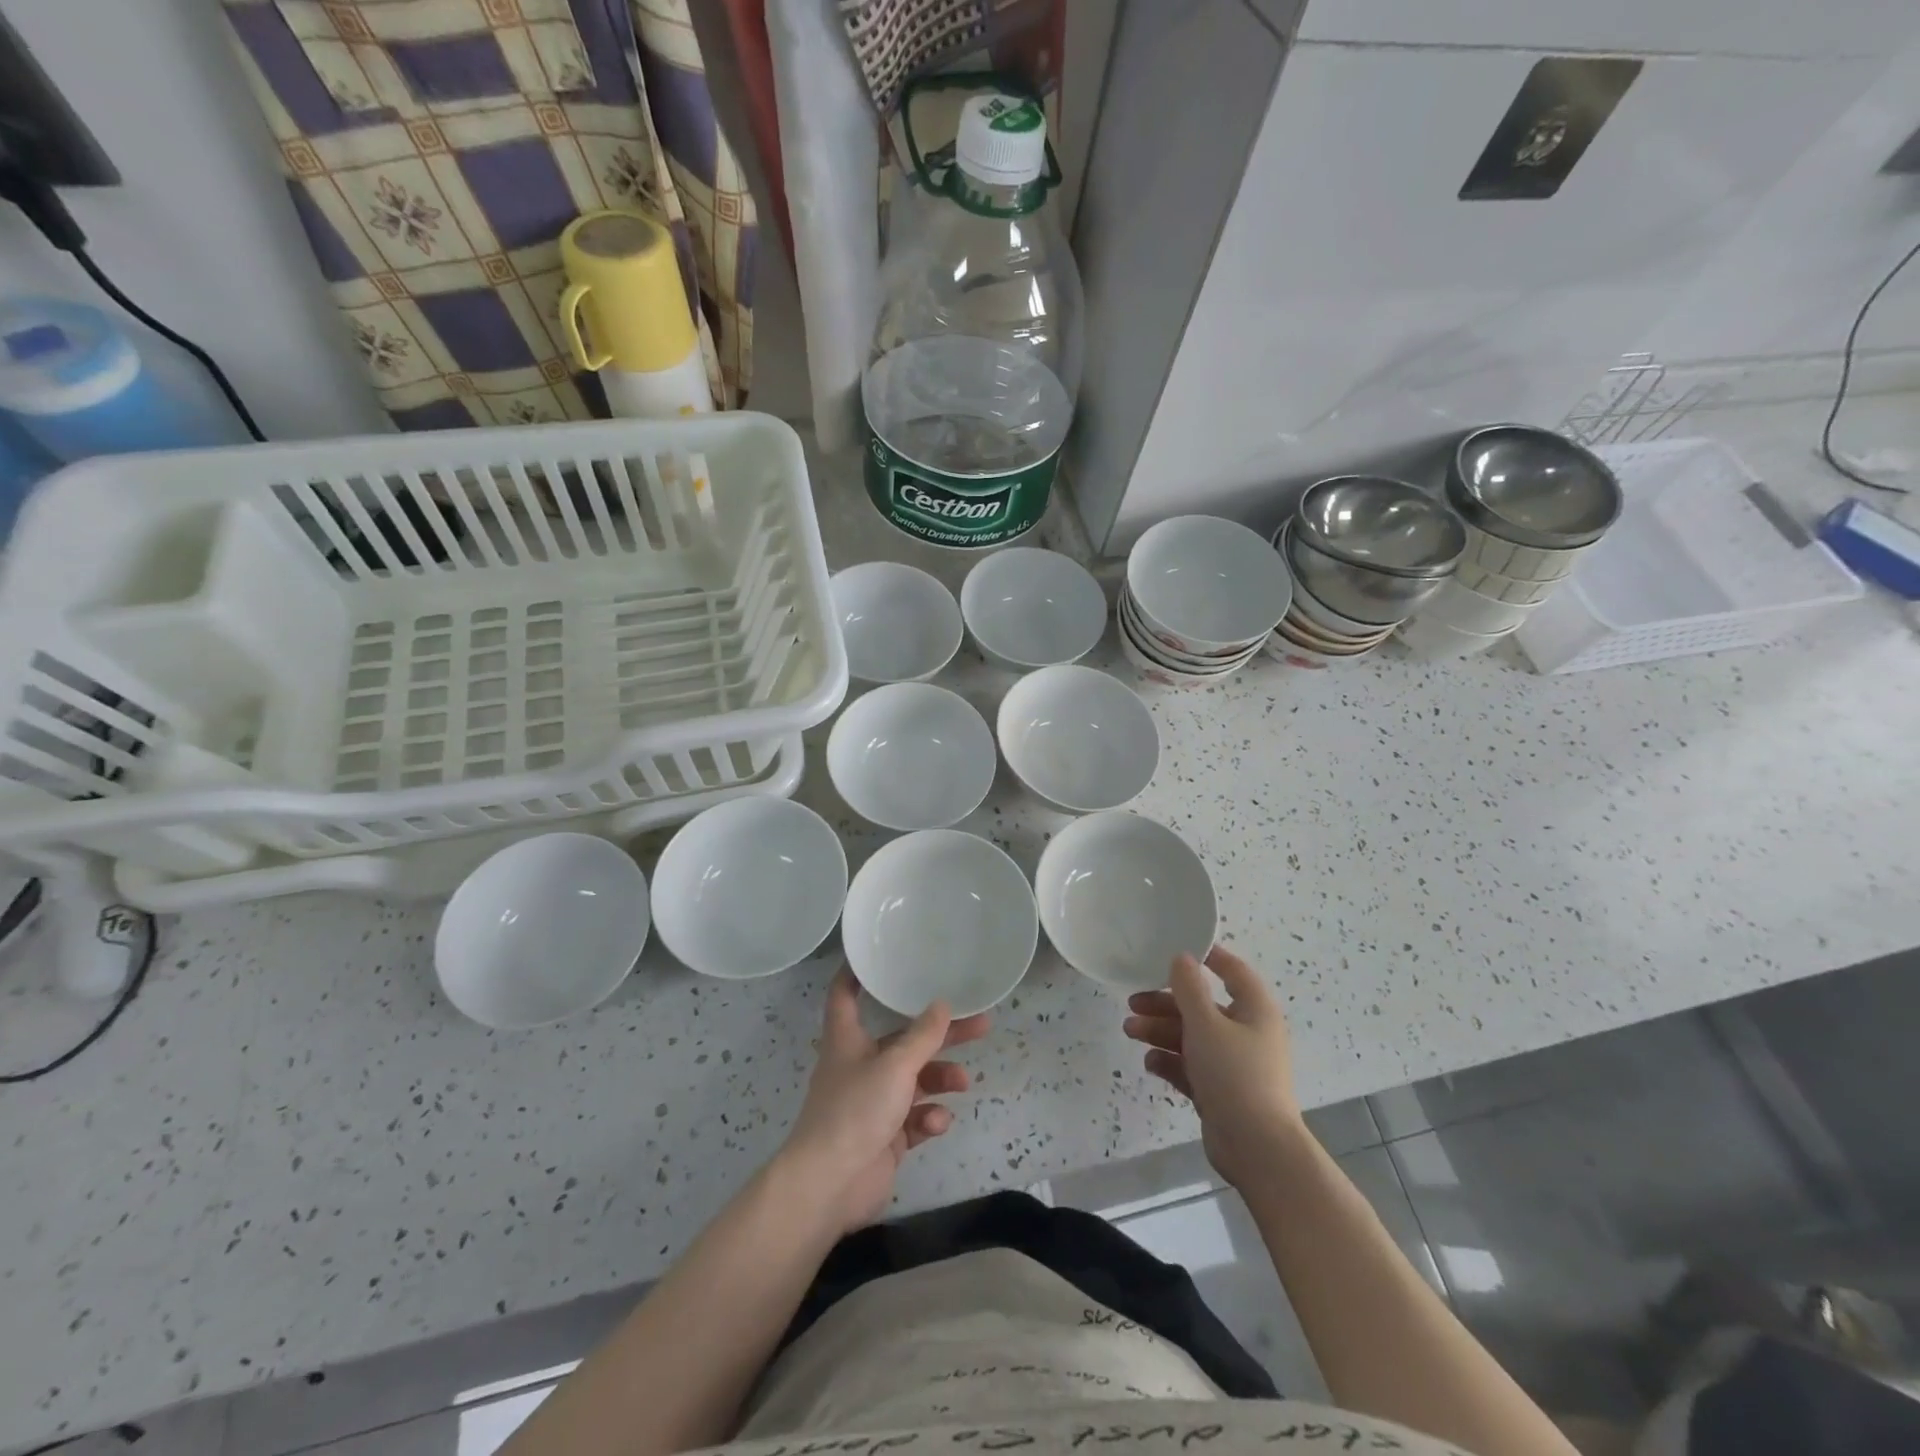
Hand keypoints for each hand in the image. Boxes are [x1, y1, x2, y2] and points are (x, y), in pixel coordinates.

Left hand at [778, 969, 990, 1234]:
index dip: (857, 973)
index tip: (879, 956)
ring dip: (939, 1079)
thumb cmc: (855, 1110)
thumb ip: (923, 1036)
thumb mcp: (895, 1065)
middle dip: (939, 1034)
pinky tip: (935, 1124)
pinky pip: (914, 1118)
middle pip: (903, 1040)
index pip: (845, 994)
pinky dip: (928, 1118)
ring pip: (914, 1080)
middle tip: (978, 1024)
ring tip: (963, 1083)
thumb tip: (943, 1004)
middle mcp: (859, 1065)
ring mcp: (872, 1102)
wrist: (830, 1185)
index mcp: (848, 1039)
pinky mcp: (884, 1136)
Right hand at [1123, 945, 1305, 1189]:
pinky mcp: (1221, 1091)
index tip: (1174, 950)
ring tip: (1130, 1031)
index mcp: (1254, 1009)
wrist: (1256, 1148)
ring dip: (1161, 1031)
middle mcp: (1247, 1032)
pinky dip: (1171, 1062)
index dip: (1207, 957)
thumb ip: (1189, 988)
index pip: (1232, 971)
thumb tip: (1182, 956)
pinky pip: (1192, 1067)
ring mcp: (1234, 1064)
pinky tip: (1150, 1062)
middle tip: (1133, 1002)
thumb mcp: (1206, 1023)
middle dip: (1166, 1003)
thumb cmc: (1234, 1073)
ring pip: (1192, 1037)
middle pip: (1202, 1007)